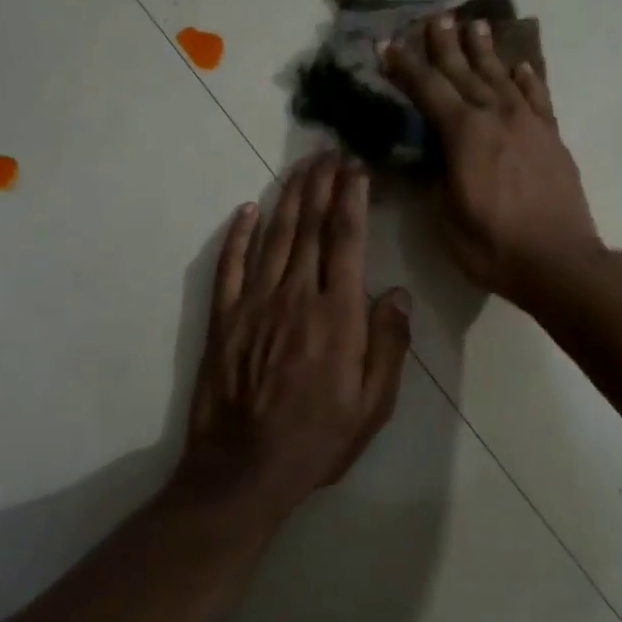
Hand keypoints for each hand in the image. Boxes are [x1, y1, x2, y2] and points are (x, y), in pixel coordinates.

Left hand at [175, 155, 411, 519]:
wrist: (245, 470)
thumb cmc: (318, 439)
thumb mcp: (373, 404)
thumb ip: (388, 344)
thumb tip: (397, 293)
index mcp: (337, 314)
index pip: (346, 240)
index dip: (352, 198)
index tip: (356, 168)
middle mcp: (296, 296)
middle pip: (310, 226)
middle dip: (321, 184)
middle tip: (328, 151)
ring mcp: (254, 303)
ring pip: (273, 236)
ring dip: (288, 198)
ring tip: (300, 168)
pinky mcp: (224, 318)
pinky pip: (229, 265)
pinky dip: (237, 234)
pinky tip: (246, 209)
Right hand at [383, 14, 601, 307]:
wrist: (560, 261)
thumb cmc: (494, 245)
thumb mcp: (446, 217)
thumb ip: (434, 177)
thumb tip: (425, 154)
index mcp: (464, 134)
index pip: (428, 90)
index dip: (406, 66)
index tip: (388, 44)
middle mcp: (496, 117)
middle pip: (465, 72)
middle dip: (446, 45)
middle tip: (436, 17)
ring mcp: (529, 124)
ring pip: (502, 76)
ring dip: (485, 51)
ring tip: (475, 25)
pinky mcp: (552, 137)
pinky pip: (538, 97)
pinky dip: (528, 78)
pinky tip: (521, 65)